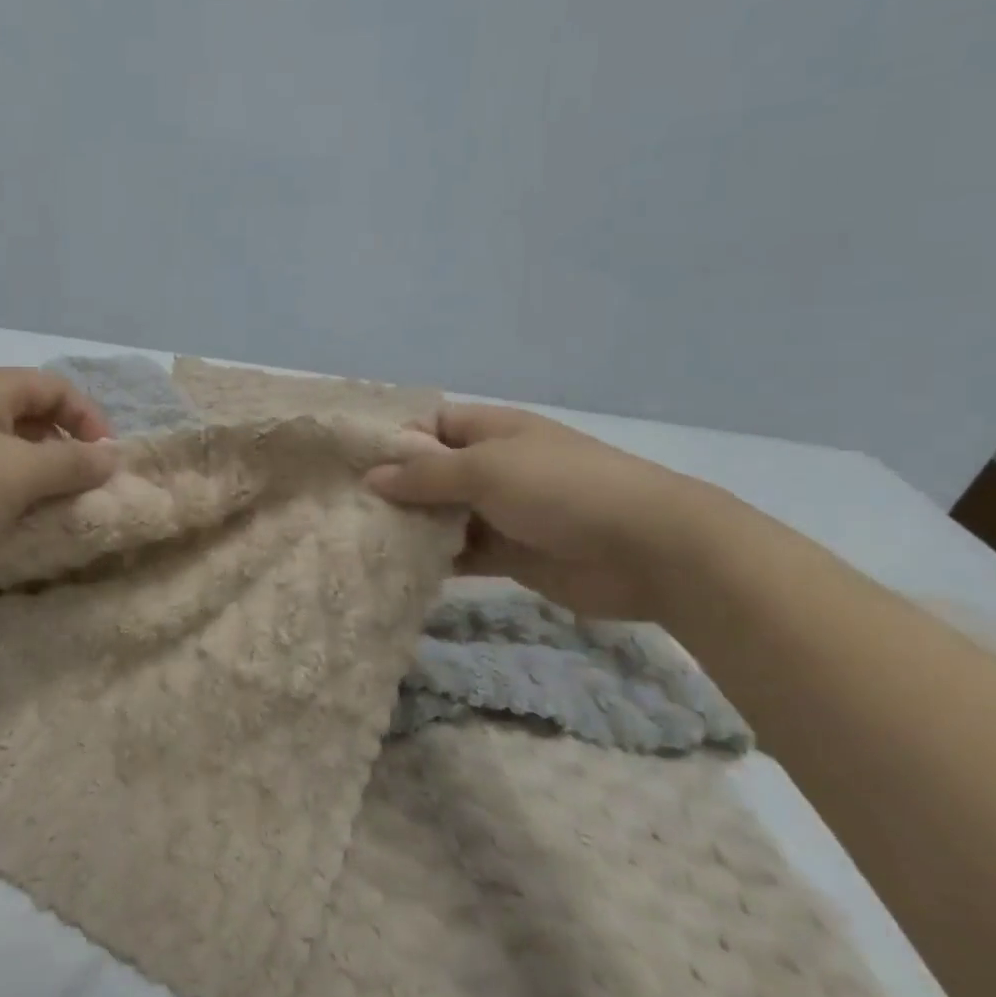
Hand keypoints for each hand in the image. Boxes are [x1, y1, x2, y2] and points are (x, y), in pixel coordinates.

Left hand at [0, 367, 117, 572]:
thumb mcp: (22, 474)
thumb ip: (74, 464)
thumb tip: (113, 457)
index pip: (57, 387)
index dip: (90, 419)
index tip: (107, 460)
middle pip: (33, 414)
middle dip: (66, 448)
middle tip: (83, 486)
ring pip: (9, 445)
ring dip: (38, 472)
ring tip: (52, 506)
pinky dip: (9, 488)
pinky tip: (12, 517)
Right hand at [365, 404, 728, 619]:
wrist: (650, 550)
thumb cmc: (563, 490)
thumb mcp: (487, 470)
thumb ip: (427, 475)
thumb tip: (372, 477)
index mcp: (492, 432)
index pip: (431, 426)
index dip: (394, 441)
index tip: (351, 464)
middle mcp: (494, 467)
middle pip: (432, 473)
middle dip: (394, 489)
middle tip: (345, 509)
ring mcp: (503, 512)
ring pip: (444, 516)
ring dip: (412, 527)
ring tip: (361, 541)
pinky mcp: (511, 555)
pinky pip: (462, 553)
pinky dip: (436, 560)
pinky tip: (399, 570)